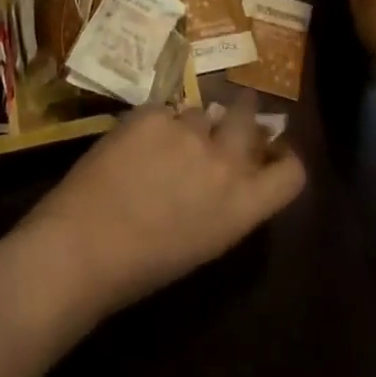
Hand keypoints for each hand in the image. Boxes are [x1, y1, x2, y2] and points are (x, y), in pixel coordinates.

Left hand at [20, 91, 305, 315]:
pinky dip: (154, 124)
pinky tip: (132, 145)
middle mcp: (224, 162)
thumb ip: (227, 202)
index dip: (284, 159)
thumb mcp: (204, 241)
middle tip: (227, 117)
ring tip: (161, 146)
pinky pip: (164, 110)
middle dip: (242, 113)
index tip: (272, 152)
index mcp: (242, 208)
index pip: (291, 173)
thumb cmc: (144, 266)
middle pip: (249, 117)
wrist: (84, 245)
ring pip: (200, 113)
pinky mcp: (154, 112)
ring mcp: (188, 131)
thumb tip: (231, 171)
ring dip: (190, 125)